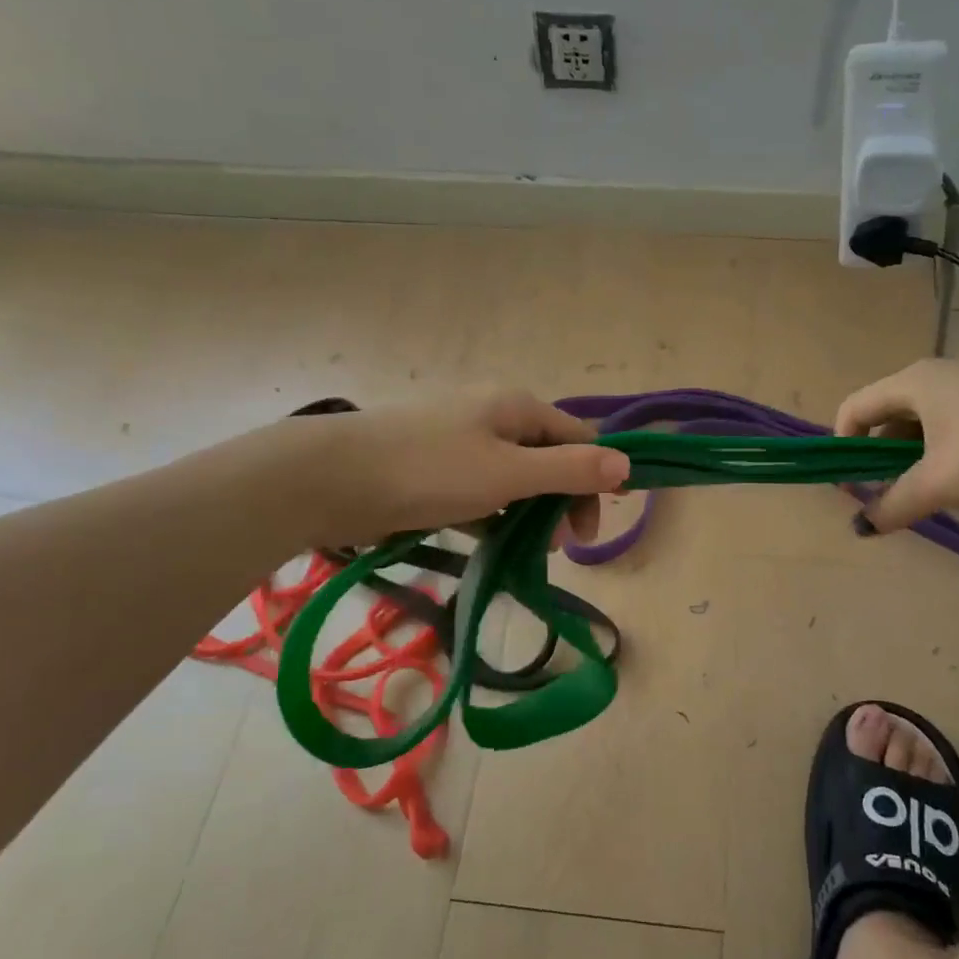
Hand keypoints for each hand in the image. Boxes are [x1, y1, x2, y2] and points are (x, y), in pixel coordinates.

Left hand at [255, 389, 630, 546]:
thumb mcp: (509, 473)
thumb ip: (570, 470)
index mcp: (517, 408)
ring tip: (523, 551)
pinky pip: (480, 492)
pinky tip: (488, 541)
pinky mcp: (435, 470)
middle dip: (561, 502)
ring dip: (528, 514)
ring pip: (514, 479)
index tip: (593, 529)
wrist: (331, 478)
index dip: (598, 478)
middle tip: (558, 547)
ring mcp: (461, 443)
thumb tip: (627, 463)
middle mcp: (493, 417)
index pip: (580, 439)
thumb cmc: (429, 470)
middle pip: (549, 459)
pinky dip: (492, 516)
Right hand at [835, 359, 958, 529]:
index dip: (843, 449)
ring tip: (935, 498)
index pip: (853, 408)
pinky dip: (948, 457)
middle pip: (887, 418)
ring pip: (924, 427)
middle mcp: (937, 376)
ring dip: (917, 463)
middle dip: (882, 461)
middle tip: (893, 499)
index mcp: (912, 383)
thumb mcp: (942, 483)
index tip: (853, 489)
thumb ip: (894, 504)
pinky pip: (955, 429)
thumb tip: (862, 526)